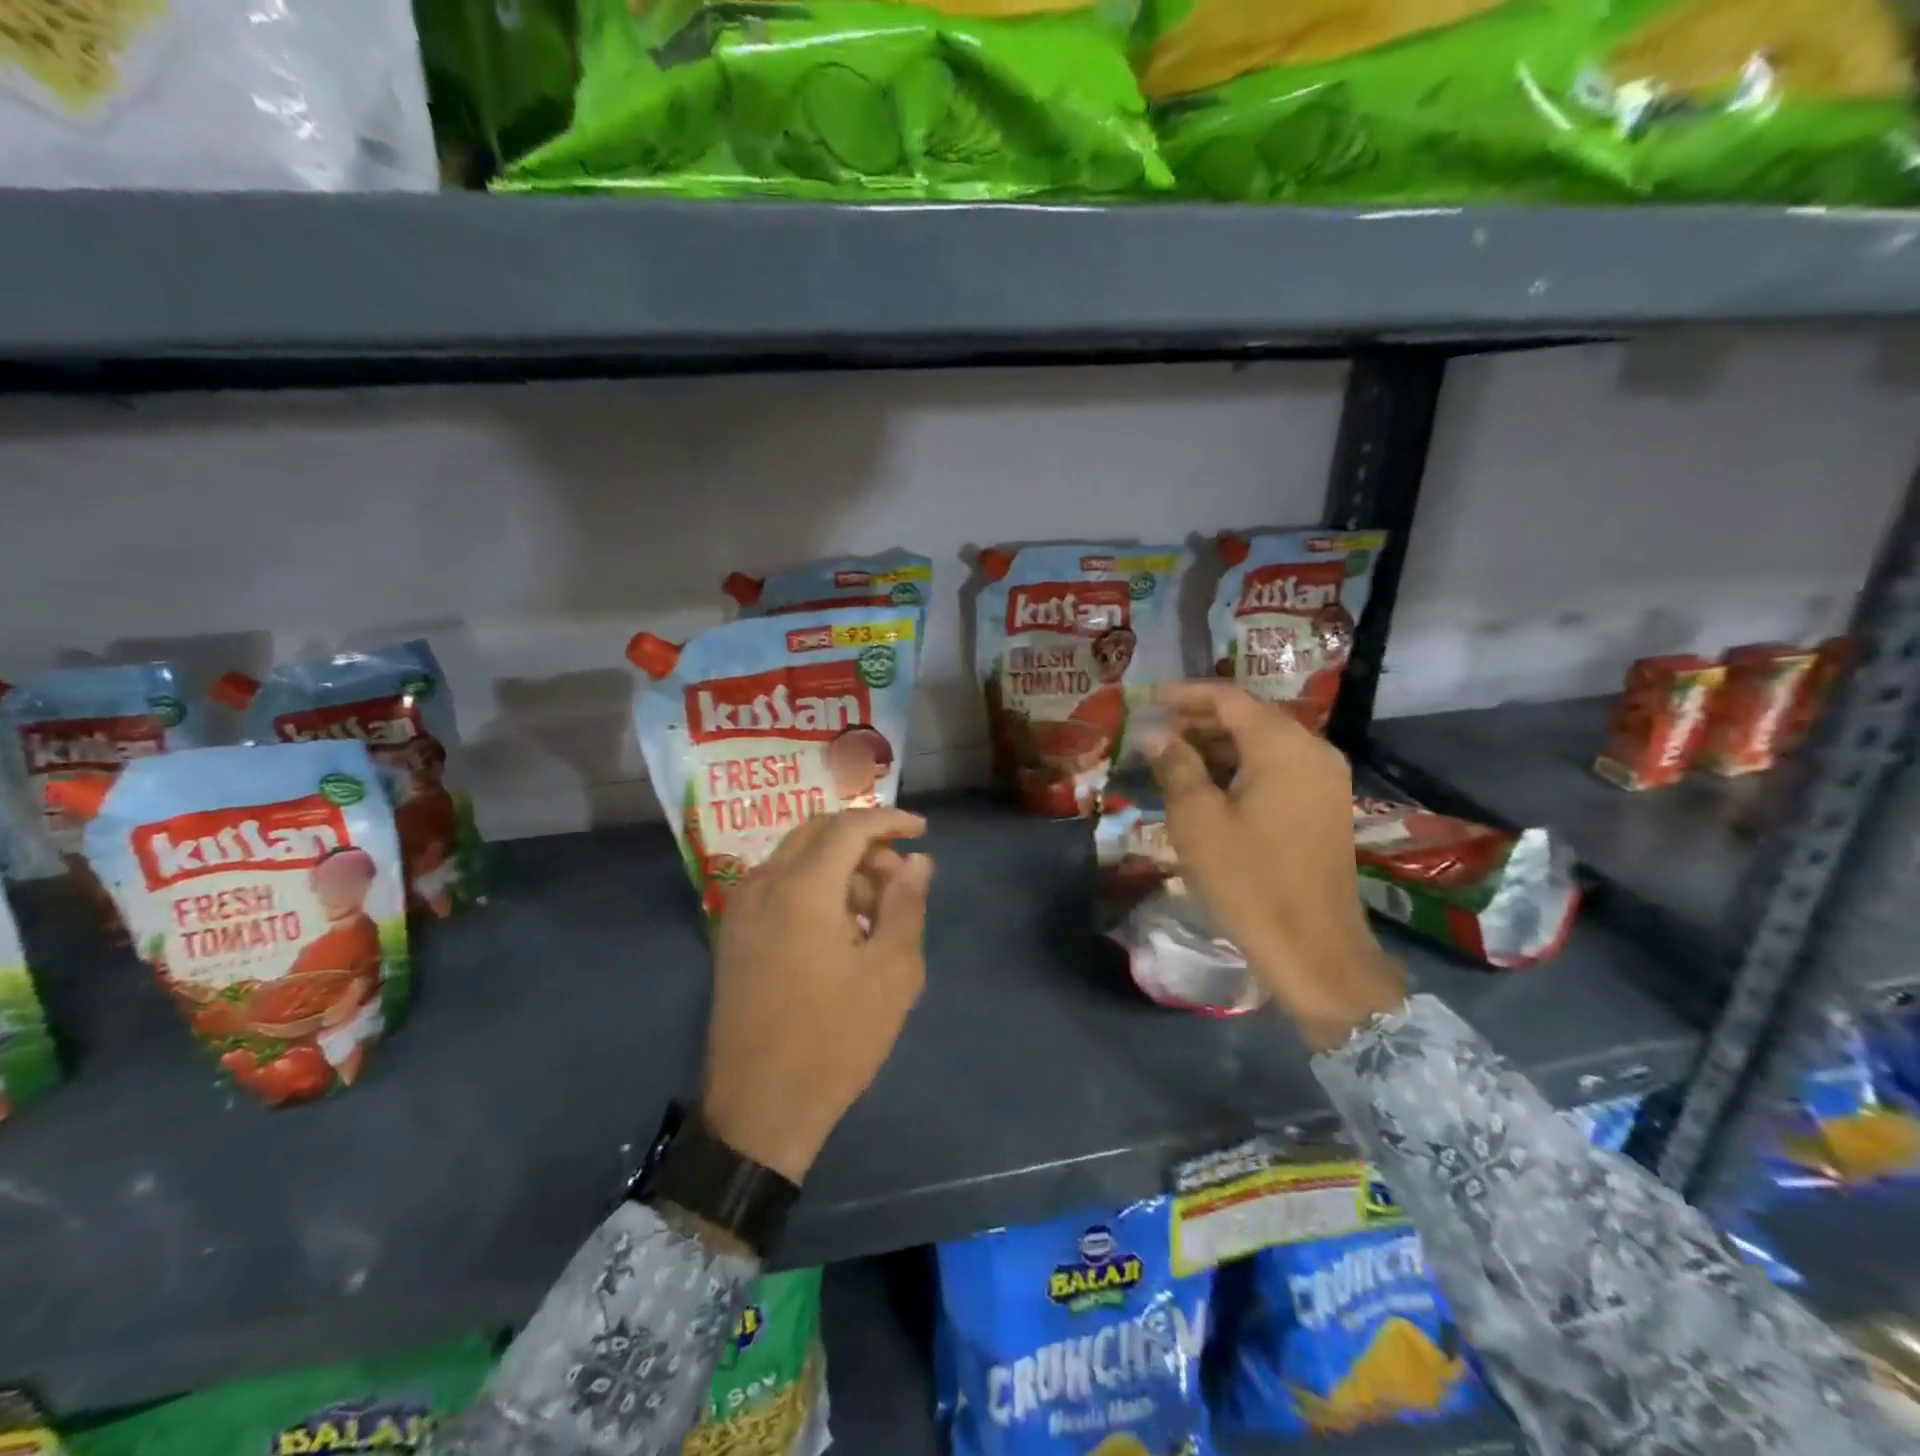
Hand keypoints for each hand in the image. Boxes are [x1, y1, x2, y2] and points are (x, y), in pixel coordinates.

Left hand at [701, 808, 932, 1183]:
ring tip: (874, 908)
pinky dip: (812, 883)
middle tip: (898, 874)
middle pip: (818, 831)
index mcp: (802, 889)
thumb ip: (907, 905)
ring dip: (838, 863)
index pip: (850, 826)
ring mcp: (741, 908)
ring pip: (796, 855)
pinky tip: (838, 924)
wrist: (759, 1107)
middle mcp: (764, 884)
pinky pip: (777, 883)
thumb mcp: (892, 973)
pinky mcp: (733, 933)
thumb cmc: (836, 1039)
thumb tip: (918, 861)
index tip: (923, 832)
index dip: (890, 820)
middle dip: (864, 840)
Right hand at [1145, 682, 1404, 1050]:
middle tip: (1151, 730)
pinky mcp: (1324, 808)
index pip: (1228, 698)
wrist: (1314, 950)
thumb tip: (1154, 733)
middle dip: (1197, 720)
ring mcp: (1324, 781)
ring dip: (1216, 746)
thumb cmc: (1248, 880)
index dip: (1183, 694)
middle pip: (1248, 717)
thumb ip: (1175, 765)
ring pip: (1262, 745)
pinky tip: (1205, 785)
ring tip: (1169, 757)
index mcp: (1283, 746)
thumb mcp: (1197, 820)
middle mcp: (1312, 752)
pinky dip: (1239, 769)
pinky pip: (1276, 770)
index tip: (1144, 699)